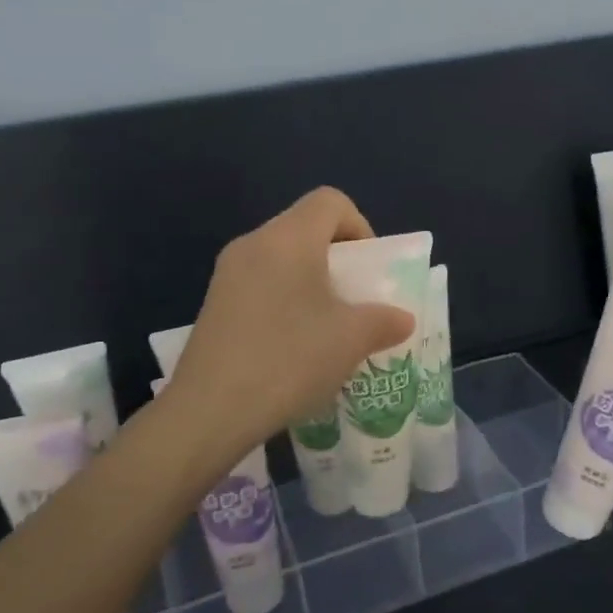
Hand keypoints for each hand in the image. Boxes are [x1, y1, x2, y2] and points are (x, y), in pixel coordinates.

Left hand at [164, 187, 414, 471]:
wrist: (210, 410)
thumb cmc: (289, 360)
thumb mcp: (351, 340)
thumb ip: (384, 320)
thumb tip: (401, 318)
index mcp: (289, 238)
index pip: (330, 201)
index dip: (360, 226)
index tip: (368, 271)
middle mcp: (254, 243)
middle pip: (306, 228)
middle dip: (339, 259)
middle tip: (354, 301)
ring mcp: (228, 273)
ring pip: (282, 258)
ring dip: (312, 282)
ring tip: (326, 327)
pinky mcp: (214, 303)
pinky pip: (261, 283)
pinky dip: (286, 299)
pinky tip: (292, 345)